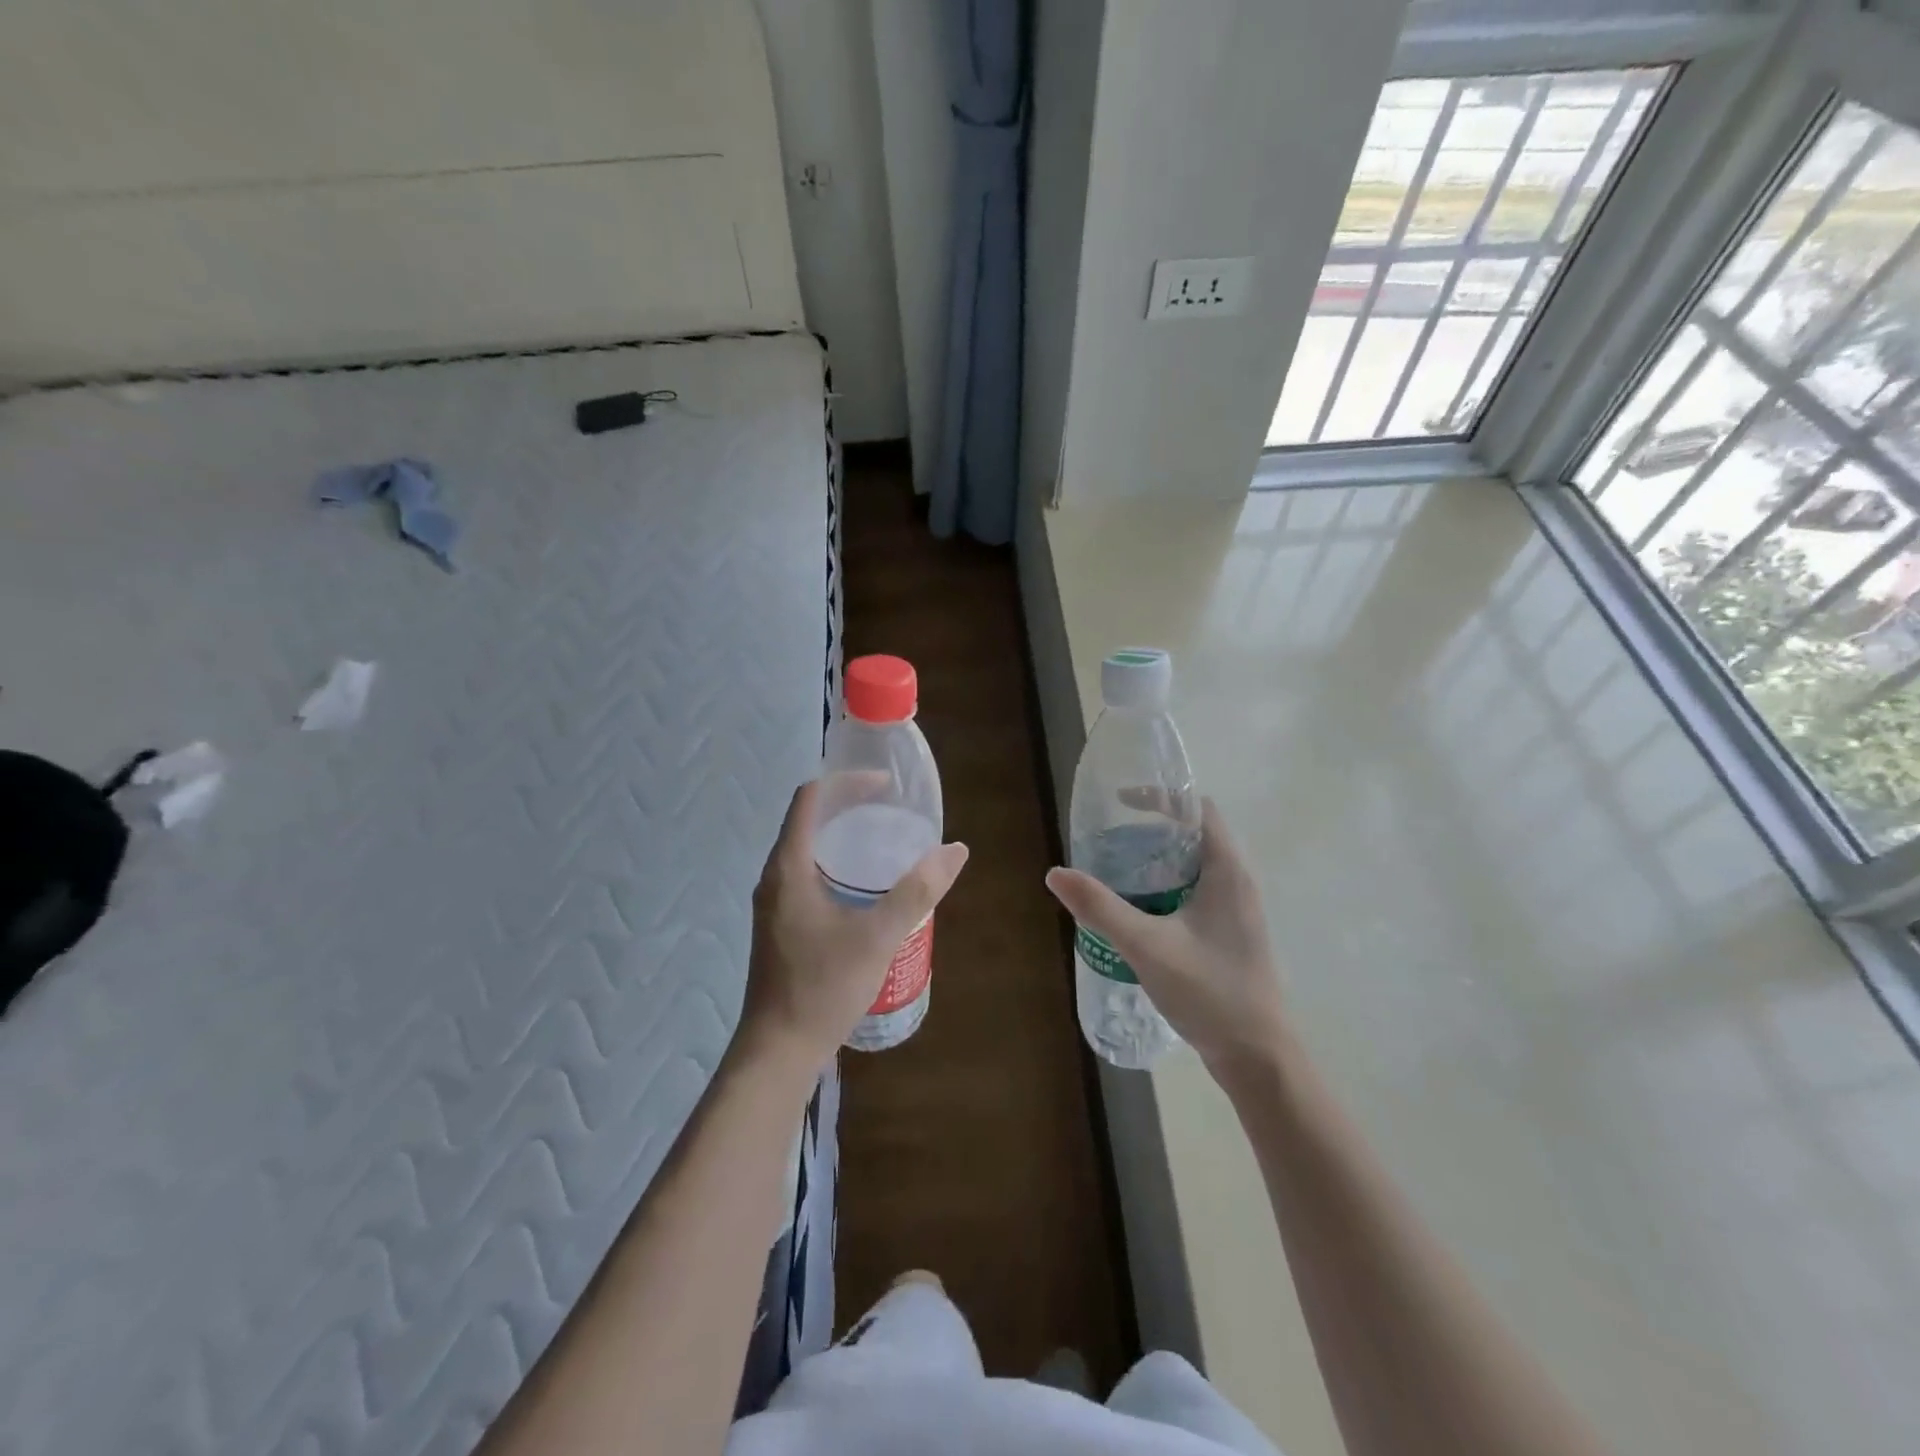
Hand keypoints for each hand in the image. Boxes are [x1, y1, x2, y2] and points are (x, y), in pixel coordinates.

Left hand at [736, 781, 968, 1078]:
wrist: (778, 1051)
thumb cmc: (823, 987)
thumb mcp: (878, 936)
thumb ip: (917, 891)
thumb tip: (955, 850)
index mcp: (789, 867)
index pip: (810, 798)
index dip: (847, 782)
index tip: (885, 786)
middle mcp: (774, 877)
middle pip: (808, 820)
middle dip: (848, 805)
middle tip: (891, 809)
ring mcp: (774, 903)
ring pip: (807, 849)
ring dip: (841, 836)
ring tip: (883, 841)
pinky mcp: (781, 925)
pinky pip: (807, 875)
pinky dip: (835, 864)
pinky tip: (865, 888)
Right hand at [1045, 798, 1285, 1077]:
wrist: (1259, 1058)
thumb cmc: (1210, 992)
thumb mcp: (1148, 947)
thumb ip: (1101, 908)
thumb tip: (1056, 874)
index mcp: (1228, 872)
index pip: (1200, 809)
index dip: (1163, 798)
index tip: (1121, 804)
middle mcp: (1238, 883)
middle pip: (1195, 836)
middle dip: (1152, 831)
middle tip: (1110, 841)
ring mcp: (1237, 911)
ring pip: (1194, 867)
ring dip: (1158, 862)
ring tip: (1116, 872)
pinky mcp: (1230, 935)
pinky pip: (1196, 894)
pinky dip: (1166, 888)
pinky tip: (1138, 912)